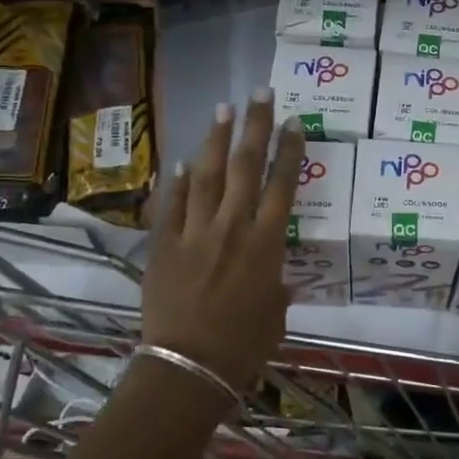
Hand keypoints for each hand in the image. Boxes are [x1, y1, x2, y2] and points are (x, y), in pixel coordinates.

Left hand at [140, 89, 303, 390]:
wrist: (188, 365)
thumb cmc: (244, 346)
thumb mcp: (276, 313)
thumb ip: (276, 285)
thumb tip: (276, 275)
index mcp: (266, 244)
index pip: (282, 184)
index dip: (289, 149)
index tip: (293, 121)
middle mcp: (232, 227)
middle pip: (246, 166)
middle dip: (255, 126)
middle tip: (259, 93)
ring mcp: (195, 231)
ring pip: (208, 174)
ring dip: (216, 140)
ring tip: (223, 109)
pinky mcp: (165, 243)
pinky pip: (173, 203)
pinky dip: (179, 181)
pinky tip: (183, 161)